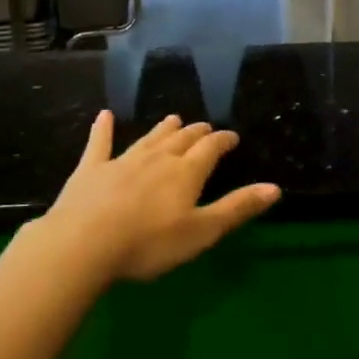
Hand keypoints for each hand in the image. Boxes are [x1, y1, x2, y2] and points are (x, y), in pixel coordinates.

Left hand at [37, 111, 280, 282]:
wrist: (85, 243)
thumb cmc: (149, 243)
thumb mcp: (201, 232)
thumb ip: (236, 208)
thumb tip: (274, 188)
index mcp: (186, 173)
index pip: (210, 148)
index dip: (223, 141)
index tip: (232, 137)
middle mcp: (157, 158)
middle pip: (181, 140)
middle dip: (196, 132)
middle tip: (205, 127)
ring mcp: (122, 161)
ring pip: (149, 139)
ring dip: (163, 129)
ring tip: (174, 118)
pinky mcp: (91, 169)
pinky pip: (100, 143)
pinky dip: (103, 129)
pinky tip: (104, 115)